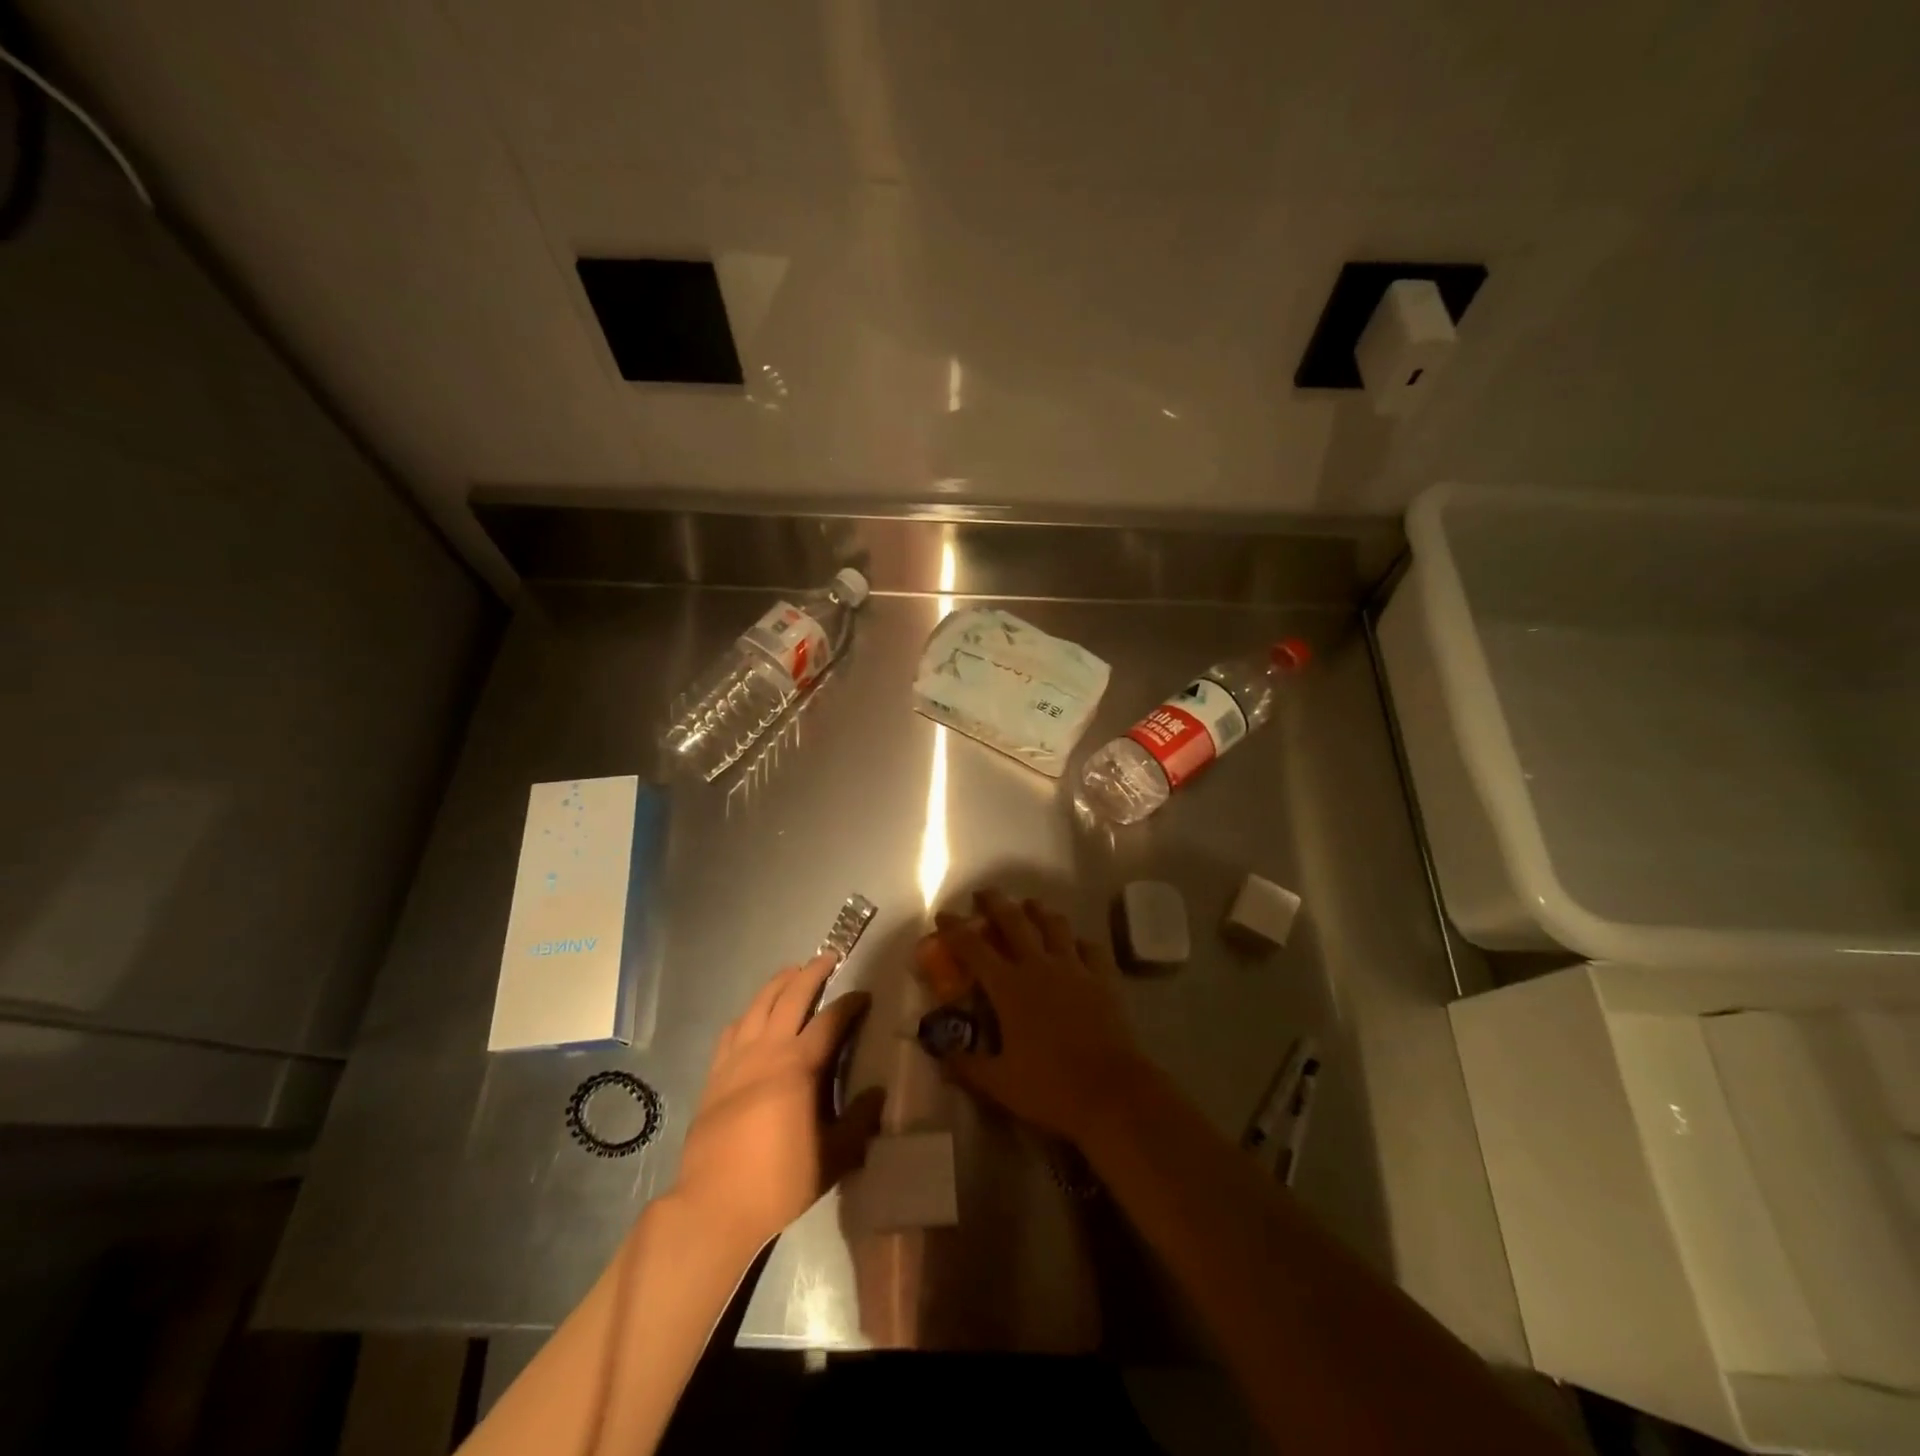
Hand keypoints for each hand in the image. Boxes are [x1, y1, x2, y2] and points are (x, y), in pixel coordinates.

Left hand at [671, 954, 884, 1258]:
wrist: (714, 1205)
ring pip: (758, 1005)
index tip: (864, 995)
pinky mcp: (715, 1075)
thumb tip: (878, 1093)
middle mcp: (768, 1050)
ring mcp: (736, 1059)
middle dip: (812, 972)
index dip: (850, 1003)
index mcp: (800, 1065)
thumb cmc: (779, 1181)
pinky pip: (732, 1030)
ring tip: (792, 973)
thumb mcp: (834, 1157)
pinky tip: (752, 1016)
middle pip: (791, 996)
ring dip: (778, 983)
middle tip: (828, 958)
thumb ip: (860, 1121)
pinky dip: (748, 1014)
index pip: (831, 1020)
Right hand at [919, 889, 1151, 1147]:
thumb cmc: (1050, 1087)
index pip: (974, 948)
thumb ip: (967, 1066)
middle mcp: (1039, 966)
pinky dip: (1078, 940)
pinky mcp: (1103, 978)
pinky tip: (1074, 944)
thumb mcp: (1000, 1084)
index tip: (943, 916)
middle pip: (1015, 921)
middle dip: (996, 903)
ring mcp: (1075, 968)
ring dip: (1038, 911)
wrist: (1112, 1092)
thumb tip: (942, 1054)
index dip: (955, 929)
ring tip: (1029, 906)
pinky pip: (1090, 947)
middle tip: (983, 894)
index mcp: (1009, 987)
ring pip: (1054, 925)